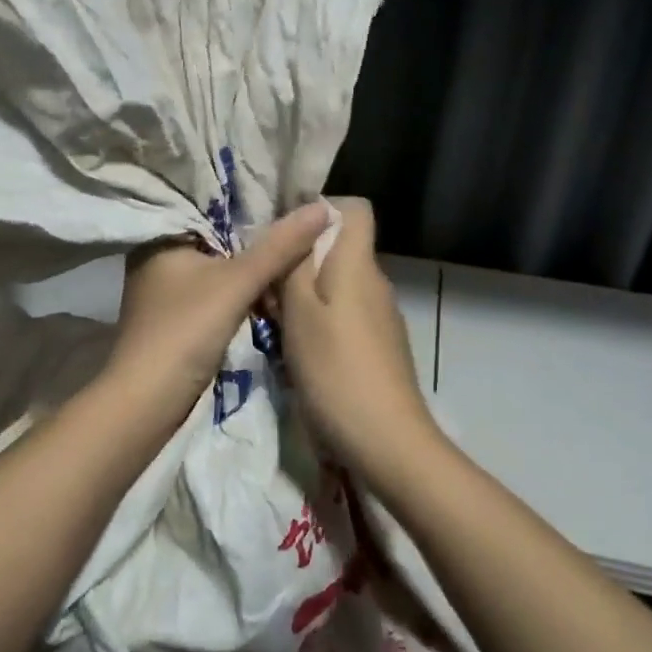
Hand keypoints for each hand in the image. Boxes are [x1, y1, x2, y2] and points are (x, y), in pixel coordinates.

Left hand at [101, 203, 332, 425]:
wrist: (149, 401)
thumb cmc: (185, 330)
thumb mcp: (237, 283)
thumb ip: (279, 246)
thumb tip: (324, 207)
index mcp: (161, 237)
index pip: (212, 206)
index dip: (253, 203)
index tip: (295, 198)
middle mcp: (159, 258)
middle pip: (219, 239)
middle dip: (258, 239)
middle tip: (305, 226)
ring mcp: (167, 292)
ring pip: (219, 269)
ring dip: (252, 270)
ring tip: (298, 255)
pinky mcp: (177, 319)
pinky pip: (217, 294)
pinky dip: (241, 293)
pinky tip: (272, 291)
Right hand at [278, 198, 440, 485]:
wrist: (387, 442)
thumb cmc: (336, 371)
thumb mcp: (300, 314)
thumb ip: (294, 265)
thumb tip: (297, 223)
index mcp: (358, 265)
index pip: (354, 209)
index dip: (320, 210)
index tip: (283, 235)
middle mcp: (375, 283)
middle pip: (340, 249)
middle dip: (300, 259)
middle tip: (264, 285)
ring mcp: (381, 318)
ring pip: (338, 285)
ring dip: (305, 295)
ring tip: (273, 321)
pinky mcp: (379, 348)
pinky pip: (344, 316)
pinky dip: (320, 323)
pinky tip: (299, 352)